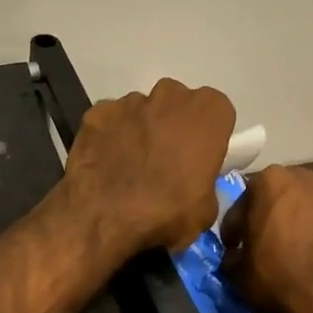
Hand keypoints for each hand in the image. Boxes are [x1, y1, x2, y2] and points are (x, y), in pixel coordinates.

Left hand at [62, 78, 235, 255]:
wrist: (105, 218)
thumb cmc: (167, 212)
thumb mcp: (206, 210)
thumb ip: (205, 183)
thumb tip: (193, 186)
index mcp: (208, 112)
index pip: (216, 111)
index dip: (206, 134)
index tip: (198, 156)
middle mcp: (170, 95)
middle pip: (177, 103)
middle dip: (173, 125)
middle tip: (165, 160)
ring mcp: (130, 101)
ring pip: (141, 110)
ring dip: (140, 131)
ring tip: (131, 166)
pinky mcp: (96, 112)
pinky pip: (109, 121)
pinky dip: (109, 136)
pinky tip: (105, 164)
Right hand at [220, 165, 312, 312]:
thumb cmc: (274, 277)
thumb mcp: (235, 270)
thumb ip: (232, 253)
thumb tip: (237, 255)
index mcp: (270, 181)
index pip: (241, 203)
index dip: (234, 229)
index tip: (233, 248)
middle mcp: (304, 179)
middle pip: (276, 197)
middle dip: (267, 216)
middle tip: (260, 243)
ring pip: (304, 207)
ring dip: (294, 222)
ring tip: (288, 249)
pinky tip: (311, 256)